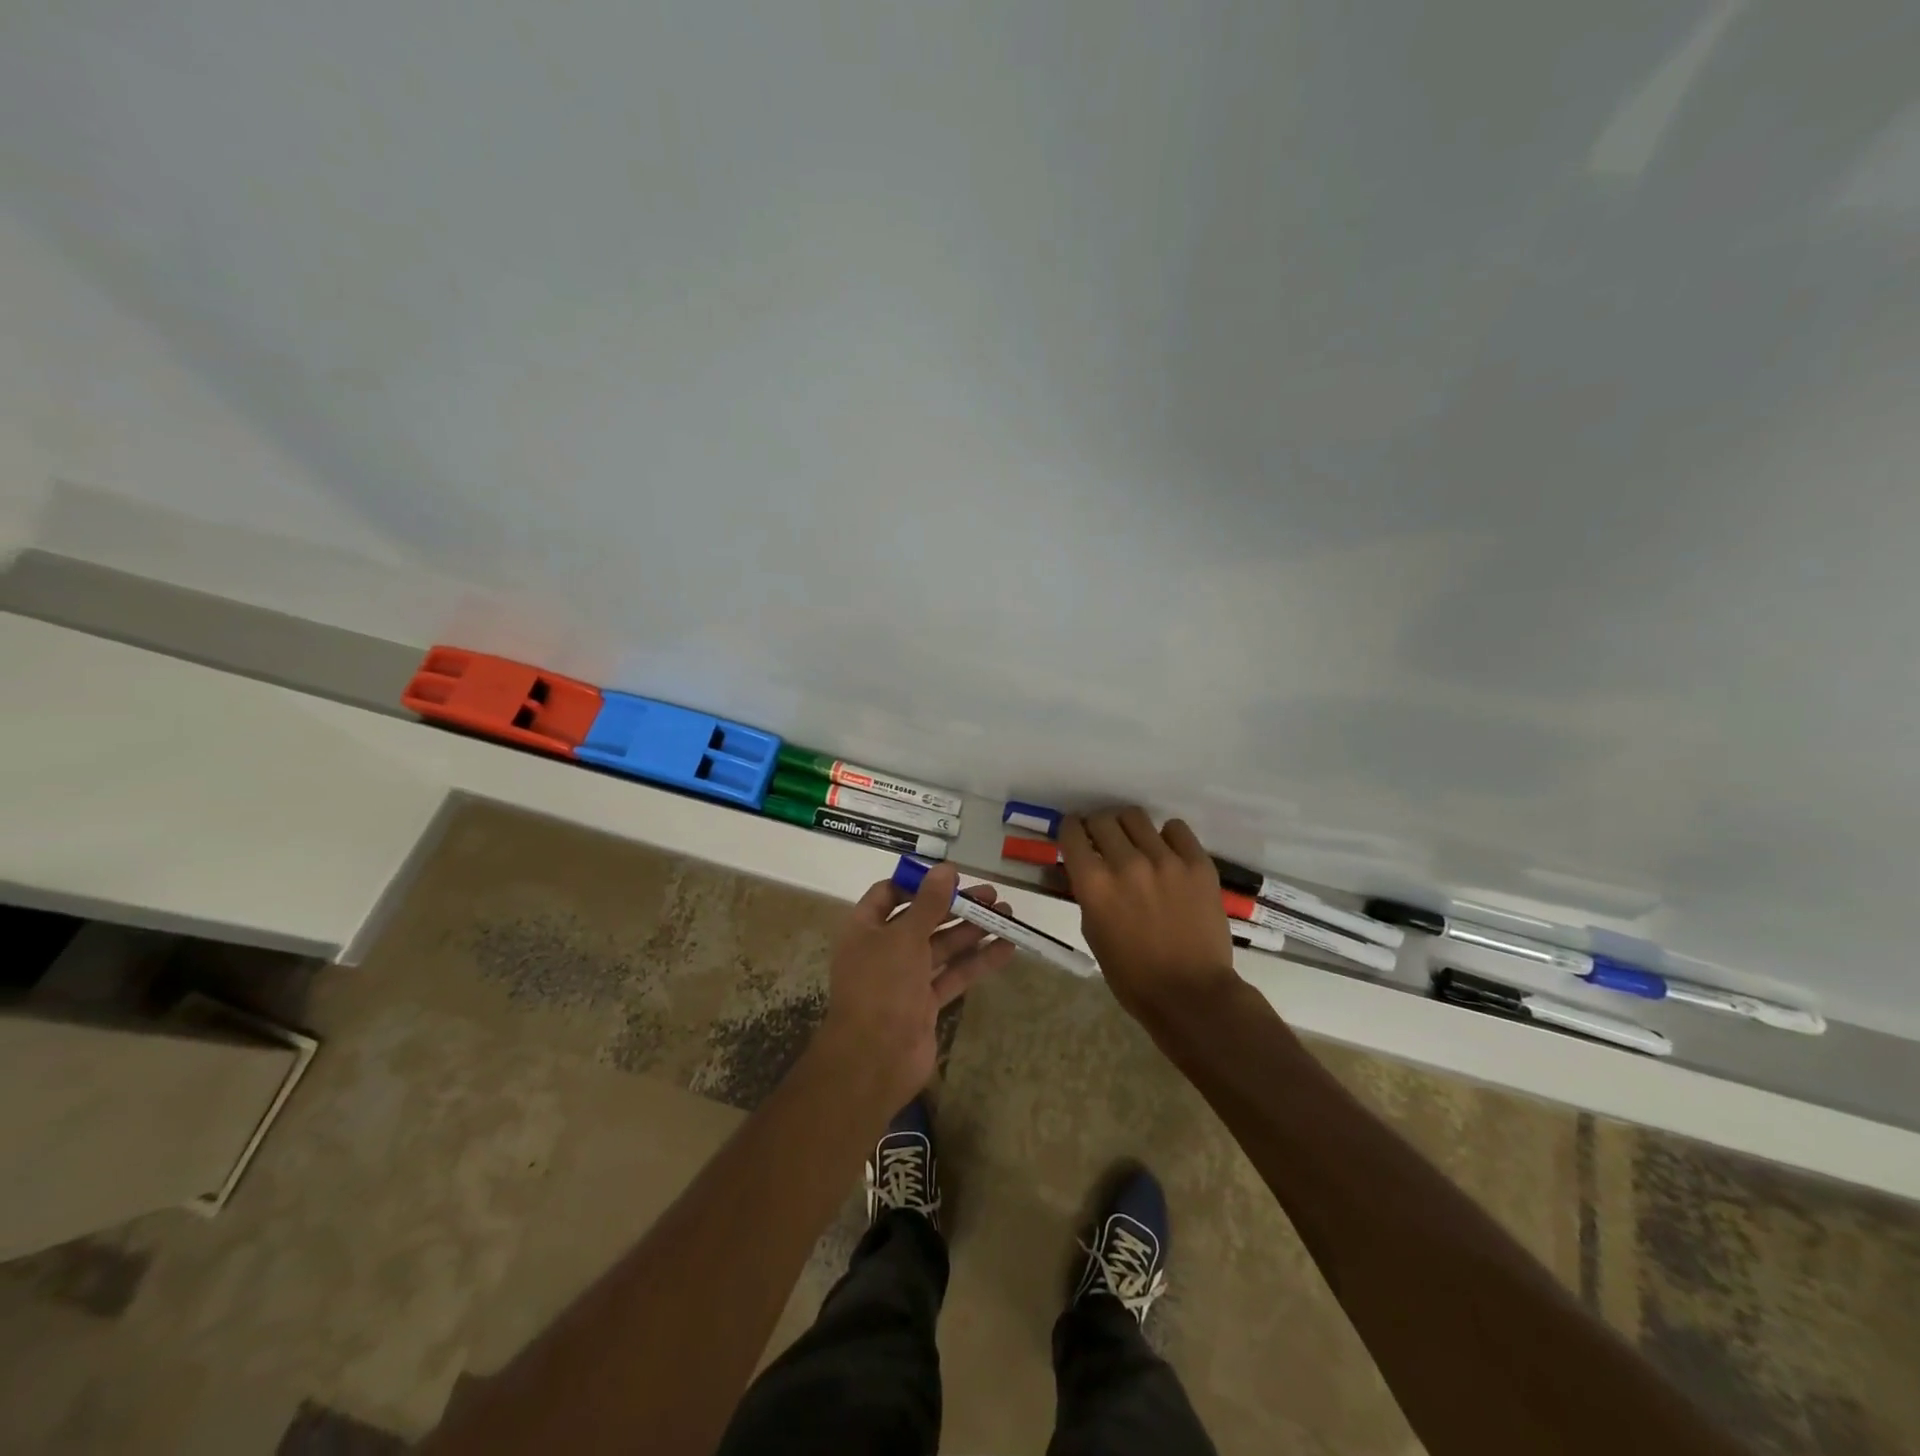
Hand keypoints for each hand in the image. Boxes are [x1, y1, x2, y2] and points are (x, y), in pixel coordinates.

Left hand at [814, 862, 1016, 1112]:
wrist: (874, 1059)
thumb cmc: (882, 987)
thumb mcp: (905, 937)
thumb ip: (929, 903)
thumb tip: (946, 868)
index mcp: (865, 928)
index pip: (889, 894)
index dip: (918, 883)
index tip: (951, 877)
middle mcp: (883, 950)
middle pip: (922, 919)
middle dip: (955, 906)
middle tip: (991, 895)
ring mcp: (905, 978)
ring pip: (942, 947)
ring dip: (972, 931)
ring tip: (1007, 914)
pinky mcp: (926, 1004)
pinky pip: (954, 975)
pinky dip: (978, 962)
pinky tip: (1007, 947)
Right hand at [1060, 807, 1238, 1024]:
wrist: (1191, 993)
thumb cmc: (1132, 975)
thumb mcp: (1092, 932)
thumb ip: (1088, 894)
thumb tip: (1088, 869)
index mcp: (1094, 884)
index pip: (1072, 833)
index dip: (1070, 829)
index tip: (1075, 833)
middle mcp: (1126, 863)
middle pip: (1103, 818)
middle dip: (1097, 826)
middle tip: (1103, 839)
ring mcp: (1165, 860)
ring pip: (1136, 817)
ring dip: (1128, 827)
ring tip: (1135, 842)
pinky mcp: (1197, 864)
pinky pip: (1176, 829)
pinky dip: (1166, 836)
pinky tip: (1166, 852)